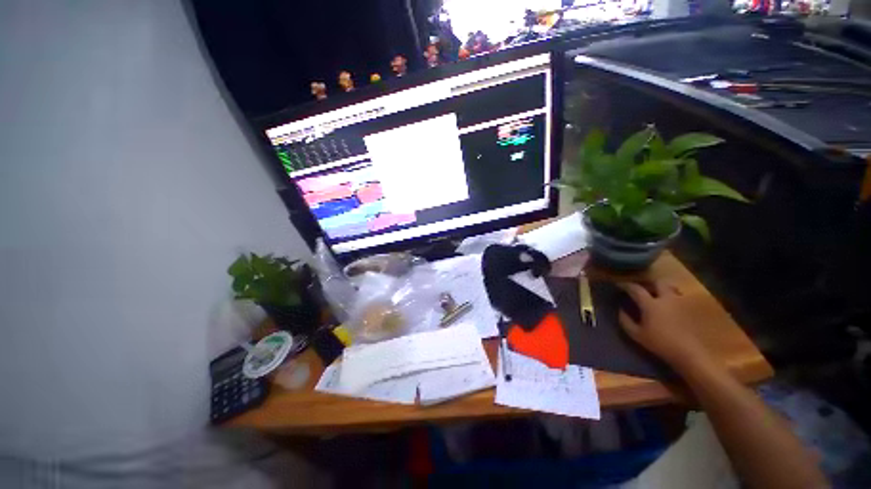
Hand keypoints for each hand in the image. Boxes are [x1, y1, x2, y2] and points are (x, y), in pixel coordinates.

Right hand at [616, 280, 710, 370]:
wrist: (691, 354)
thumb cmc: (661, 344)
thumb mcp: (637, 335)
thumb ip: (625, 321)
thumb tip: (620, 309)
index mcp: (650, 304)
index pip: (635, 289)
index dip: (626, 285)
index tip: (619, 285)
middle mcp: (666, 298)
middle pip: (657, 282)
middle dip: (648, 283)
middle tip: (643, 287)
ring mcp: (682, 302)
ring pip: (672, 287)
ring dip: (664, 288)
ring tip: (659, 294)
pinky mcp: (694, 308)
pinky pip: (683, 297)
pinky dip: (676, 297)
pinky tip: (673, 304)